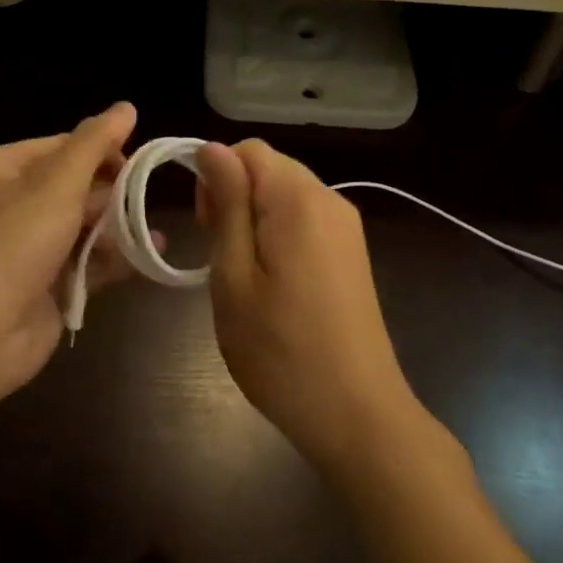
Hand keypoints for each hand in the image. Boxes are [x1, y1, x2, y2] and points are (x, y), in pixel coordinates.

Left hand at [0, 103, 143, 411]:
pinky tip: (149, 257)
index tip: (138, 163)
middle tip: (142, 201)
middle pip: (76, 185)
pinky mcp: (46, 285)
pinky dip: (115, 259)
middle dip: (112, 192)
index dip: (102, 150)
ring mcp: (29, 248)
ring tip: (151, 233)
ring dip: (118, 227)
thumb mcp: (55, 185)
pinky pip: (87, 262)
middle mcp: (13, 204)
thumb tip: (126, 106)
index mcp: (3, 170)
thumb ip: (94, 145)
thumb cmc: (10, 246)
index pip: (63, 146)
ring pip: (85, 225)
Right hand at [195, 139, 420, 472]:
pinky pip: (305, 219)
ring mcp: (347, 227)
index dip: (216, 176)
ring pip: (286, 194)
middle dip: (234, 196)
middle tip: (219, 256)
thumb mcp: (234, 276)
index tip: (205, 227)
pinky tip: (272, 282)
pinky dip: (278, 234)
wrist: (357, 413)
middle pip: (269, 168)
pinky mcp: (352, 252)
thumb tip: (212, 149)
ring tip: (243, 274)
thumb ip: (226, 205)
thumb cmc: (280, 350)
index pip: (248, 150)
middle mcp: (329, 199)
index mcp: (299, 198)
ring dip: (254, 218)